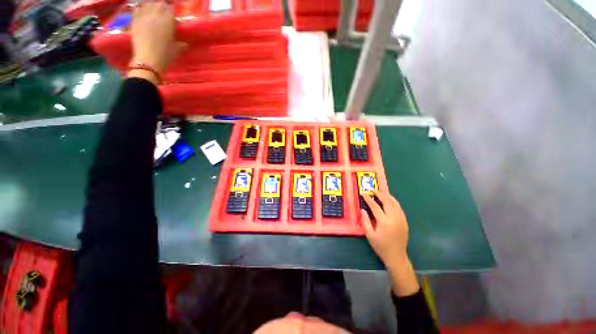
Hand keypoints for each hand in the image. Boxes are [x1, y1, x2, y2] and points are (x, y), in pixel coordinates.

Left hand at [129, 1, 185, 74]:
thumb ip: (181, 44)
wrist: (148, 60)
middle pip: (159, 4)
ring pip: (147, 4)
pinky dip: (140, 9)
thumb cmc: (165, 55)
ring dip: (152, 5)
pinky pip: (137, 9)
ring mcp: (143, 17)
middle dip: (162, 6)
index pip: (171, 8)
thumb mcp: (177, 50)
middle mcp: (155, 15)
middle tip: (164, 10)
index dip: (172, 9)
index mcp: (168, 21)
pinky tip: (142, 12)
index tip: (173, 13)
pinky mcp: (135, 21)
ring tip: (154, 9)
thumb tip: (185, 44)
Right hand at [361, 190, 418, 295]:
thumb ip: (365, 221)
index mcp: (384, 222)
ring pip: (395, 203)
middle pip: (387, 201)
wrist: (397, 257)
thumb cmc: (381, 246)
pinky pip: (399, 208)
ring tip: (381, 192)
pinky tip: (389, 201)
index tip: (363, 193)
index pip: (375, 206)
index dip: (368, 199)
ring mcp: (401, 219)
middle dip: (379, 194)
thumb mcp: (370, 235)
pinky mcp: (404, 221)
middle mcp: (394, 218)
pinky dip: (393, 202)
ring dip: (387, 196)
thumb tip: (362, 209)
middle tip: (373, 190)